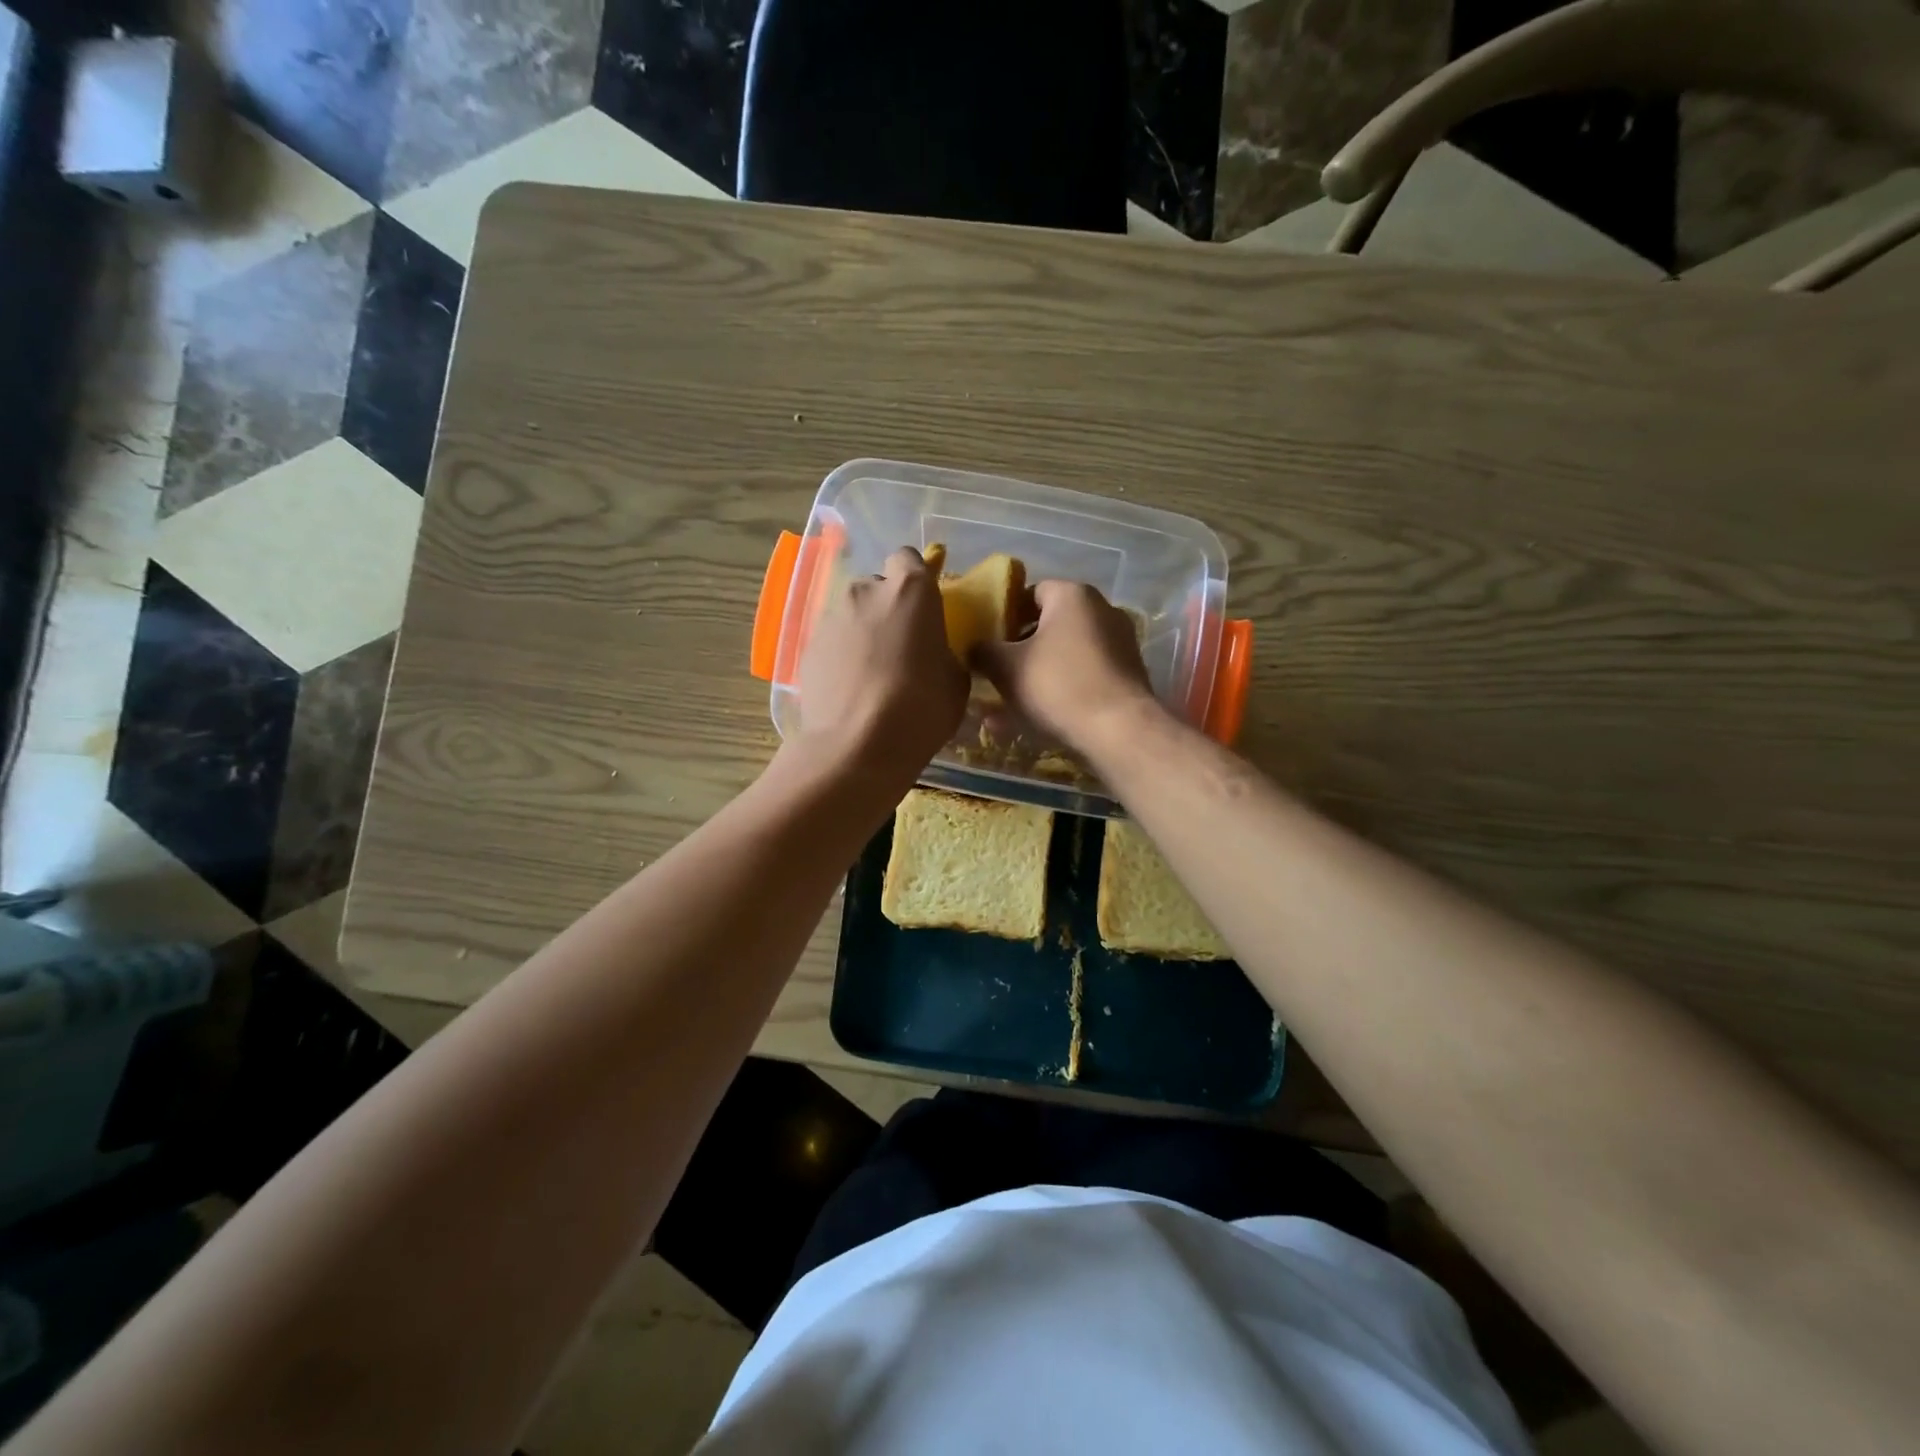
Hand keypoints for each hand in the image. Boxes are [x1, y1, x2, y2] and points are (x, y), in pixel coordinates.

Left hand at [795, 547, 968, 782]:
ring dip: (863, 633)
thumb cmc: (921, 708)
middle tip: (900, 646)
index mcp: (910, 590)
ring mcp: (831, 617)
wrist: (857, 746)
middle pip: (878, 587)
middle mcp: (866, 591)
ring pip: (852, 615)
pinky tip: (851, 689)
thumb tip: (933, 654)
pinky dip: (842, 656)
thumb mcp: (955, 681)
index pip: (909, 559)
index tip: (923, 609)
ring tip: (872, 673)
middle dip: (888, 609)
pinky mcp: (808, 647)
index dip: (916, 580)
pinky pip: (832, 642)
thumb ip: (943, 652)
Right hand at [975, 580, 1156, 750]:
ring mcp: (1118, 644)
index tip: (987, 640)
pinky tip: (1031, 722)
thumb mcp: (1006, 668)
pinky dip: (1058, 693)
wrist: (1119, 731)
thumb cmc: (1057, 686)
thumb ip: (983, 652)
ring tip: (1004, 708)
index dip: (1005, 614)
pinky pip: (1081, 678)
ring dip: (1034, 677)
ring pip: (1063, 657)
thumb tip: (973, 648)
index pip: (1031, 592)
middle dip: (1019, 650)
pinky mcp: (1126, 676)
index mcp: (1072, 595)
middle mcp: (1101, 611)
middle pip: (1049, 625)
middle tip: (995, 672)